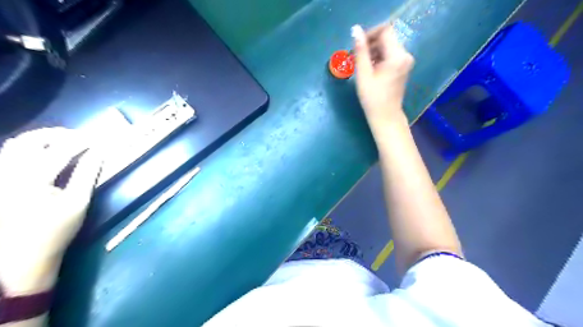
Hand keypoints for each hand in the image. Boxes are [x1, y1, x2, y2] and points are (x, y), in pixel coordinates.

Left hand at [0, 127, 102, 293]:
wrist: (20, 256)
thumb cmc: (55, 231)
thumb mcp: (78, 202)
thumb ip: (87, 173)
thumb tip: (99, 152)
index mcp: (32, 180)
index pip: (60, 150)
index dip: (82, 141)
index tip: (98, 140)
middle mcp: (8, 173)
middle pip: (30, 140)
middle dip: (57, 134)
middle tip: (79, 137)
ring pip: (15, 144)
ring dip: (42, 138)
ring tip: (64, 141)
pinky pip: (8, 154)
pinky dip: (29, 147)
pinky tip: (44, 153)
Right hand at [353, 23, 416, 131]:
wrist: (385, 116)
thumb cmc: (372, 98)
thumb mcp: (363, 74)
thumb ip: (360, 51)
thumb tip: (355, 30)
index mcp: (397, 56)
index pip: (385, 31)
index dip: (369, 34)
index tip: (356, 46)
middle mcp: (405, 55)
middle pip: (386, 38)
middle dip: (370, 44)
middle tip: (355, 57)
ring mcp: (405, 61)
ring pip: (387, 46)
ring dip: (373, 52)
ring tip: (360, 65)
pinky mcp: (403, 66)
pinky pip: (389, 55)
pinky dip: (378, 58)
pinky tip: (369, 69)